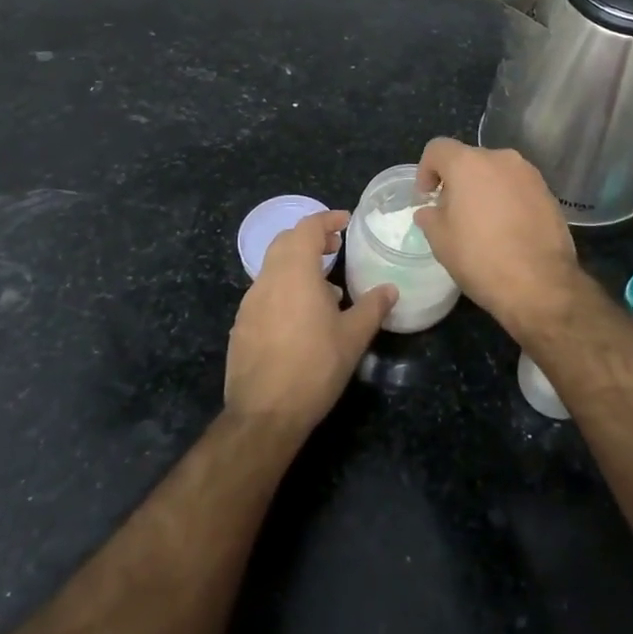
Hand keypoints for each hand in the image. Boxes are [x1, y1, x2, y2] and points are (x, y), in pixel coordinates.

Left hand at [225, 211, 393, 437]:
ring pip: (273, 267)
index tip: (345, 222)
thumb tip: (390, 289)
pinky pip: (264, 292)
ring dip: (297, 264)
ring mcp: (250, 302)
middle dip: (310, 238)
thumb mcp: (353, 337)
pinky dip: (284, 288)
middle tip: (335, 247)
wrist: (264, 414)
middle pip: (285, 242)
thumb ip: (372, 307)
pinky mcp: (241, 324)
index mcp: (295, 272)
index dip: (327, 219)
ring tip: (325, 287)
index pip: (307, 228)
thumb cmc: (315, 367)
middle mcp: (268, 279)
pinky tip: (302, 317)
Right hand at [412, 138, 583, 337]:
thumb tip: (430, 211)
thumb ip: (430, 217)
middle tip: (451, 213)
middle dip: (456, 181)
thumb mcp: (441, 241)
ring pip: (496, 173)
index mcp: (468, 164)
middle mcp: (501, 159)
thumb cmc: (481, 258)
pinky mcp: (548, 193)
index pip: (438, 148)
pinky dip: (507, 200)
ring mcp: (529, 174)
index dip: (425, 170)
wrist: (540, 284)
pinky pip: (518, 188)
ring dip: (484, 189)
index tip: (426, 197)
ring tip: (481, 223)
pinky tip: (507, 230)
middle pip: (469, 159)